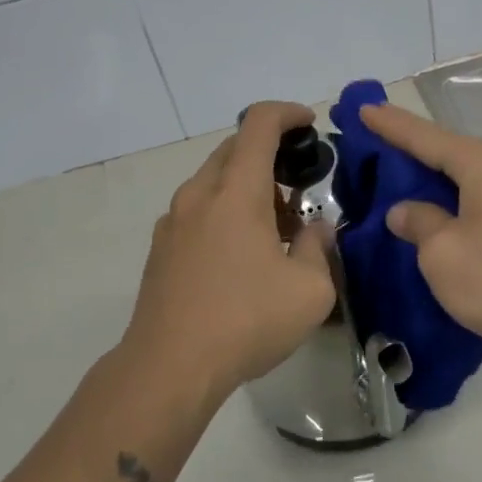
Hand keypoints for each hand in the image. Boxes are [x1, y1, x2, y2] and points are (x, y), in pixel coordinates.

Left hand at [124, 101, 335, 400]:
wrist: (168, 369)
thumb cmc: (245, 321)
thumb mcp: (310, 289)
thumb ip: (319, 247)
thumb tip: (315, 229)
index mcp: (236, 190)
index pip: (259, 123)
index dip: (288, 113)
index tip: (310, 124)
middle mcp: (200, 194)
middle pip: (236, 148)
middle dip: (271, 155)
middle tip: (299, 188)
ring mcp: (174, 220)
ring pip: (215, 179)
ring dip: (248, 186)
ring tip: (276, 229)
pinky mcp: (161, 248)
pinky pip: (199, 208)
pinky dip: (225, 210)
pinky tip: (242, 254)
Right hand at [359, 102, 481, 367]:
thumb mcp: (443, 253)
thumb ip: (418, 222)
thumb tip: (404, 210)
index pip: (425, 136)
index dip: (390, 125)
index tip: (361, 108)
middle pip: (446, 148)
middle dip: (408, 146)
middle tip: (369, 139)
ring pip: (463, 171)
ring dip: (429, 173)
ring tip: (393, 171)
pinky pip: (478, 191)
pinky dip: (450, 193)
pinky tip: (431, 205)